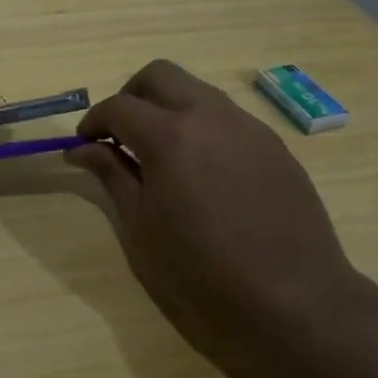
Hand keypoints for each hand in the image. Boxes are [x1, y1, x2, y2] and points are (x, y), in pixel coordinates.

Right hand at [65, 61, 360, 367]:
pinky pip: (227, 117)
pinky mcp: (274, 146)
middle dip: (130, 96)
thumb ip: (111, 175)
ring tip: (160, 153)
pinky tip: (201, 171)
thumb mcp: (141, 227)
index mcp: (170, 135)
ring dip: (168, 107)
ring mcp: (247, 127)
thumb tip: (82, 149)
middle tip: (119, 135)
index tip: (83, 145)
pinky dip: (201, 127)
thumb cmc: (202, 273)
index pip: (119, 106)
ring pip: (196, 90)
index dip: (93, 121)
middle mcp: (209, 116)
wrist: (295, 303)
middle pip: (159, 75)